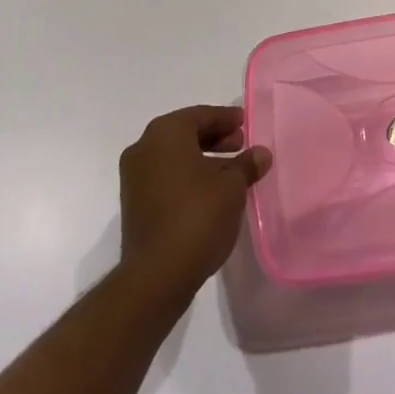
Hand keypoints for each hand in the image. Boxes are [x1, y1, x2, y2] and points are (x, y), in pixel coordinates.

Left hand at [118, 106, 271, 299]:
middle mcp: (144, 147)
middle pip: (185, 134)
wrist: (155, 277)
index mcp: (166, 133)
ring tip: (230, 173)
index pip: (201, 115)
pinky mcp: (133, 203)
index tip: (245, 124)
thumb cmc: (197, 217)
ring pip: (174, 157)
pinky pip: (165, 177)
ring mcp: (134, 177)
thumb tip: (261, 154)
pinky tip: (209, 193)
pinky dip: (186, 177)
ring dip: (202, 159)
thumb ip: (246, 165)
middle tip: (240, 145)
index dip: (226, 119)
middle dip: (214, 139)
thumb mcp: (232, 188)